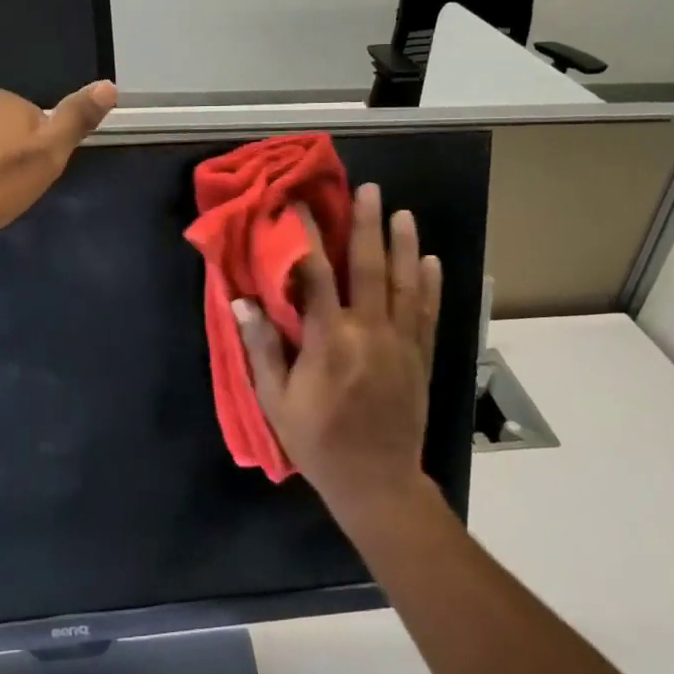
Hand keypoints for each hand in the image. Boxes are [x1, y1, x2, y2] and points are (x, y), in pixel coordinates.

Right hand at [235, 184, 442, 522]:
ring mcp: (400, 343)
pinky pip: (428, 313)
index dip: (307, 237)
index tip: (300, 207)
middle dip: (367, 225)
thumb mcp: (276, 400)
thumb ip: (262, 348)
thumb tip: (242, 301)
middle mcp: (369, 332)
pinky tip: (430, 260)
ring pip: (404, 284)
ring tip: (402, 212)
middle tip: (369, 190)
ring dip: (403, 245)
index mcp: (329, 341)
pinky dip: (430, 285)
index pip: (317, 275)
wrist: (376, 482)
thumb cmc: (318, 441)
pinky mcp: (420, 358)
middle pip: (369, 268)